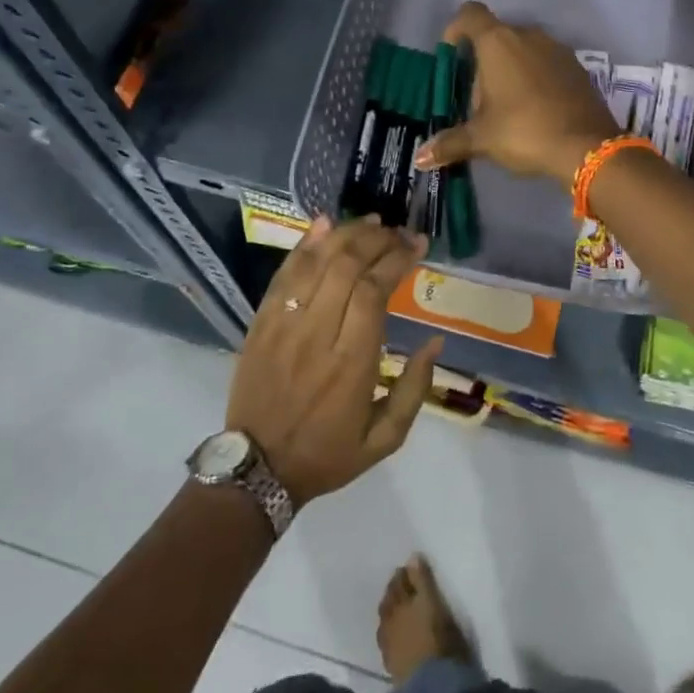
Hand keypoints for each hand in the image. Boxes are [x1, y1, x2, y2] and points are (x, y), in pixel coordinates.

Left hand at [227, 217, 442, 506]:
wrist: (257, 469)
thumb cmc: (327, 454)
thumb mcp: (385, 440)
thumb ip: (415, 389)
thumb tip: (436, 341)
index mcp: (351, 363)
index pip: (373, 290)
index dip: (397, 259)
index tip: (417, 244)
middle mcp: (316, 334)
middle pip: (346, 266)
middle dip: (377, 239)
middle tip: (398, 232)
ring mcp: (284, 324)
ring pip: (316, 262)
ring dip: (346, 234)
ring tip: (372, 223)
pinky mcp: (261, 321)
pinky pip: (284, 272)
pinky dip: (306, 244)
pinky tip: (326, 224)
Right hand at [414, 1, 619, 188]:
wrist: (587, 147)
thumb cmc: (524, 131)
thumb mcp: (482, 138)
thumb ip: (450, 143)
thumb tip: (420, 158)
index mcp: (498, 42)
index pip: (470, 14)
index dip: (456, 29)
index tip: (452, 56)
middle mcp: (528, 35)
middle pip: (496, 35)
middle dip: (483, 61)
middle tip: (478, 100)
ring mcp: (557, 49)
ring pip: (523, 48)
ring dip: (511, 69)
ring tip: (507, 107)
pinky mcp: (577, 67)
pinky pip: (546, 62)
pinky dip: (536, 77)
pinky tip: (535, 109)